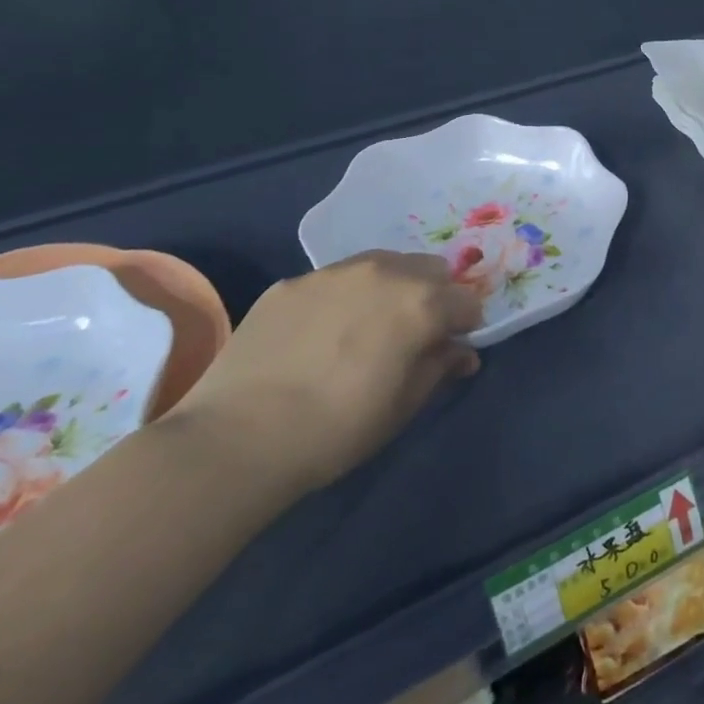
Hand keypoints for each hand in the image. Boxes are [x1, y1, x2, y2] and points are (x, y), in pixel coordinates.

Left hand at [163, 251, 483, 495]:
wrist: (236, 438)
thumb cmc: (338, 429)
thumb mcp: (404, 406)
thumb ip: (440, 367)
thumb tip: (461, 352)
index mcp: (422, 302)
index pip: (466, 301)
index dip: (464, 326)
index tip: (449, 349)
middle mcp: (384, 272)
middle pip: (429, 269)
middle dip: (432, 296)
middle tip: (412, 335)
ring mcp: (333, 272)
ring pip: (382, 265)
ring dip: (390, 289)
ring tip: (366, 328)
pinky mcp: (291, 283)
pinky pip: (335, 280)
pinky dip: (342, 298)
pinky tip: (318, 336)